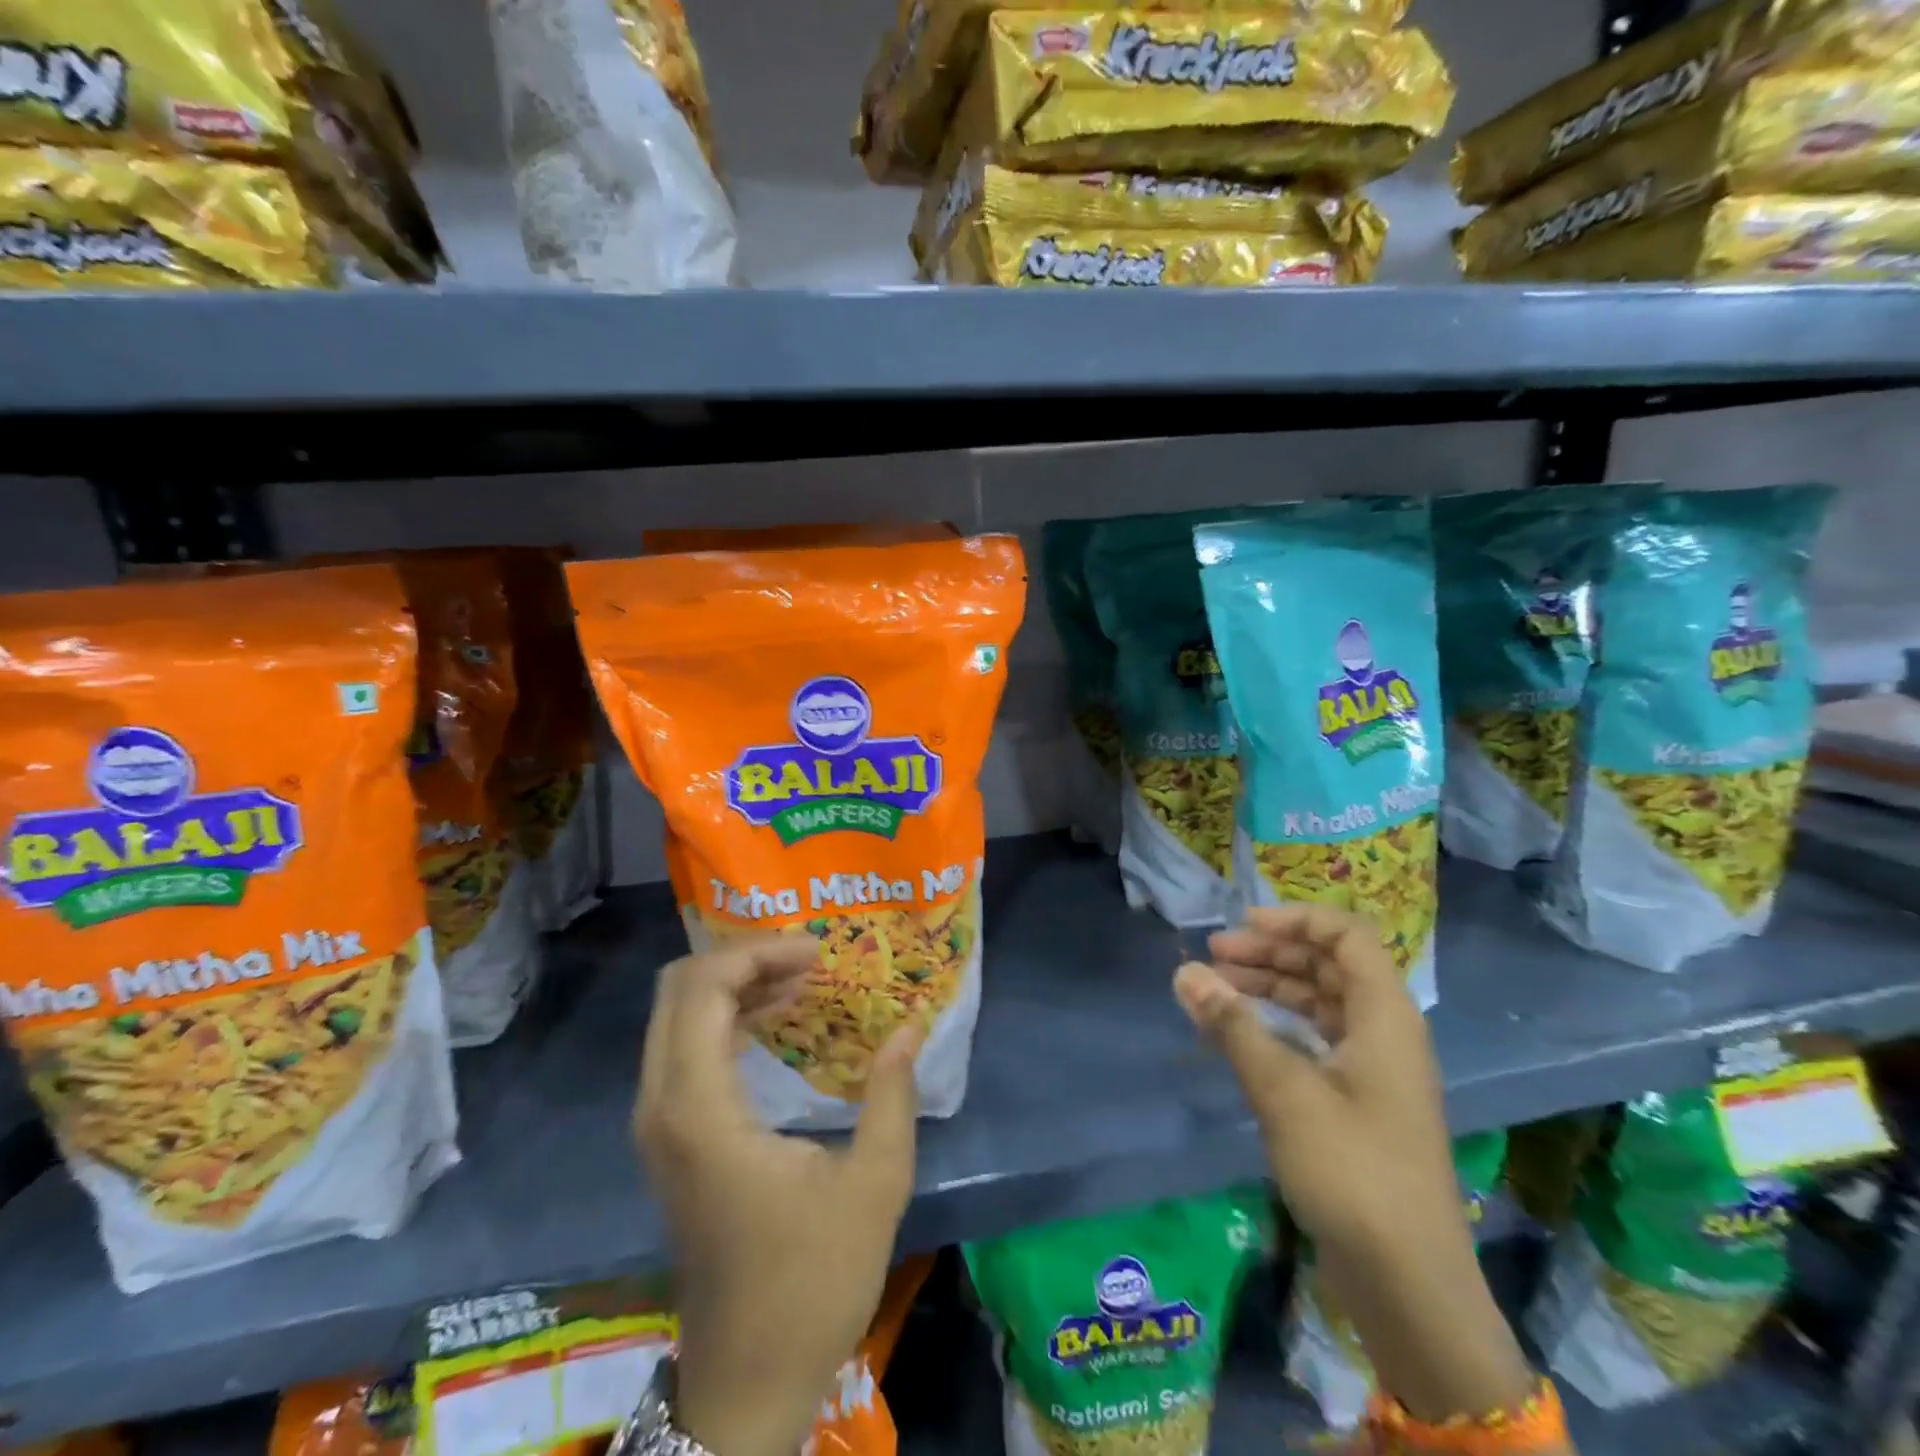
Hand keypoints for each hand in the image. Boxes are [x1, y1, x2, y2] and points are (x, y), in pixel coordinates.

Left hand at [634, 938, 924, 1455]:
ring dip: (736, 984)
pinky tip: (779, 1019)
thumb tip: (911, 1024)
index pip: (703, 989)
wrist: (746, 1381)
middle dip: (744, 958)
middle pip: (679, 989)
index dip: (758, 952)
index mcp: (700, 1111)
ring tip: (803, 978)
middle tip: (810, 959)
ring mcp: (658, 1124)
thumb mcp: (873, 1185)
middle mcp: (662, 1105)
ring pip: (677, 1015)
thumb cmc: (811, 1283)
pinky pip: (685, 1047)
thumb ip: (892, 1094)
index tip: (818, 952)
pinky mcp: (670, 1139)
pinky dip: (727, 1017)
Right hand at [1174, 905, 1535, 1423]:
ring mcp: (1373, 1070)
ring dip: (1270, 989)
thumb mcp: (1284, 1090)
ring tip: (1215, 989)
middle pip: (1329, 967)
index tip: (1242, 925)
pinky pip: (1314, 1042)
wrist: (1409, 1284)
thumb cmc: (1352, 1171)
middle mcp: (1384, 1032)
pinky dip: (1276, 1028)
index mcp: (1385, 1016)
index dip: (1296, 919)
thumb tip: (1185, 972)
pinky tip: (1237, 1035)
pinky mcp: (1358, 1104)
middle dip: (1271, 953)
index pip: (1347, 936)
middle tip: (1213, 956)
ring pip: (1319, 1004)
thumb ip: (1233, 1025)